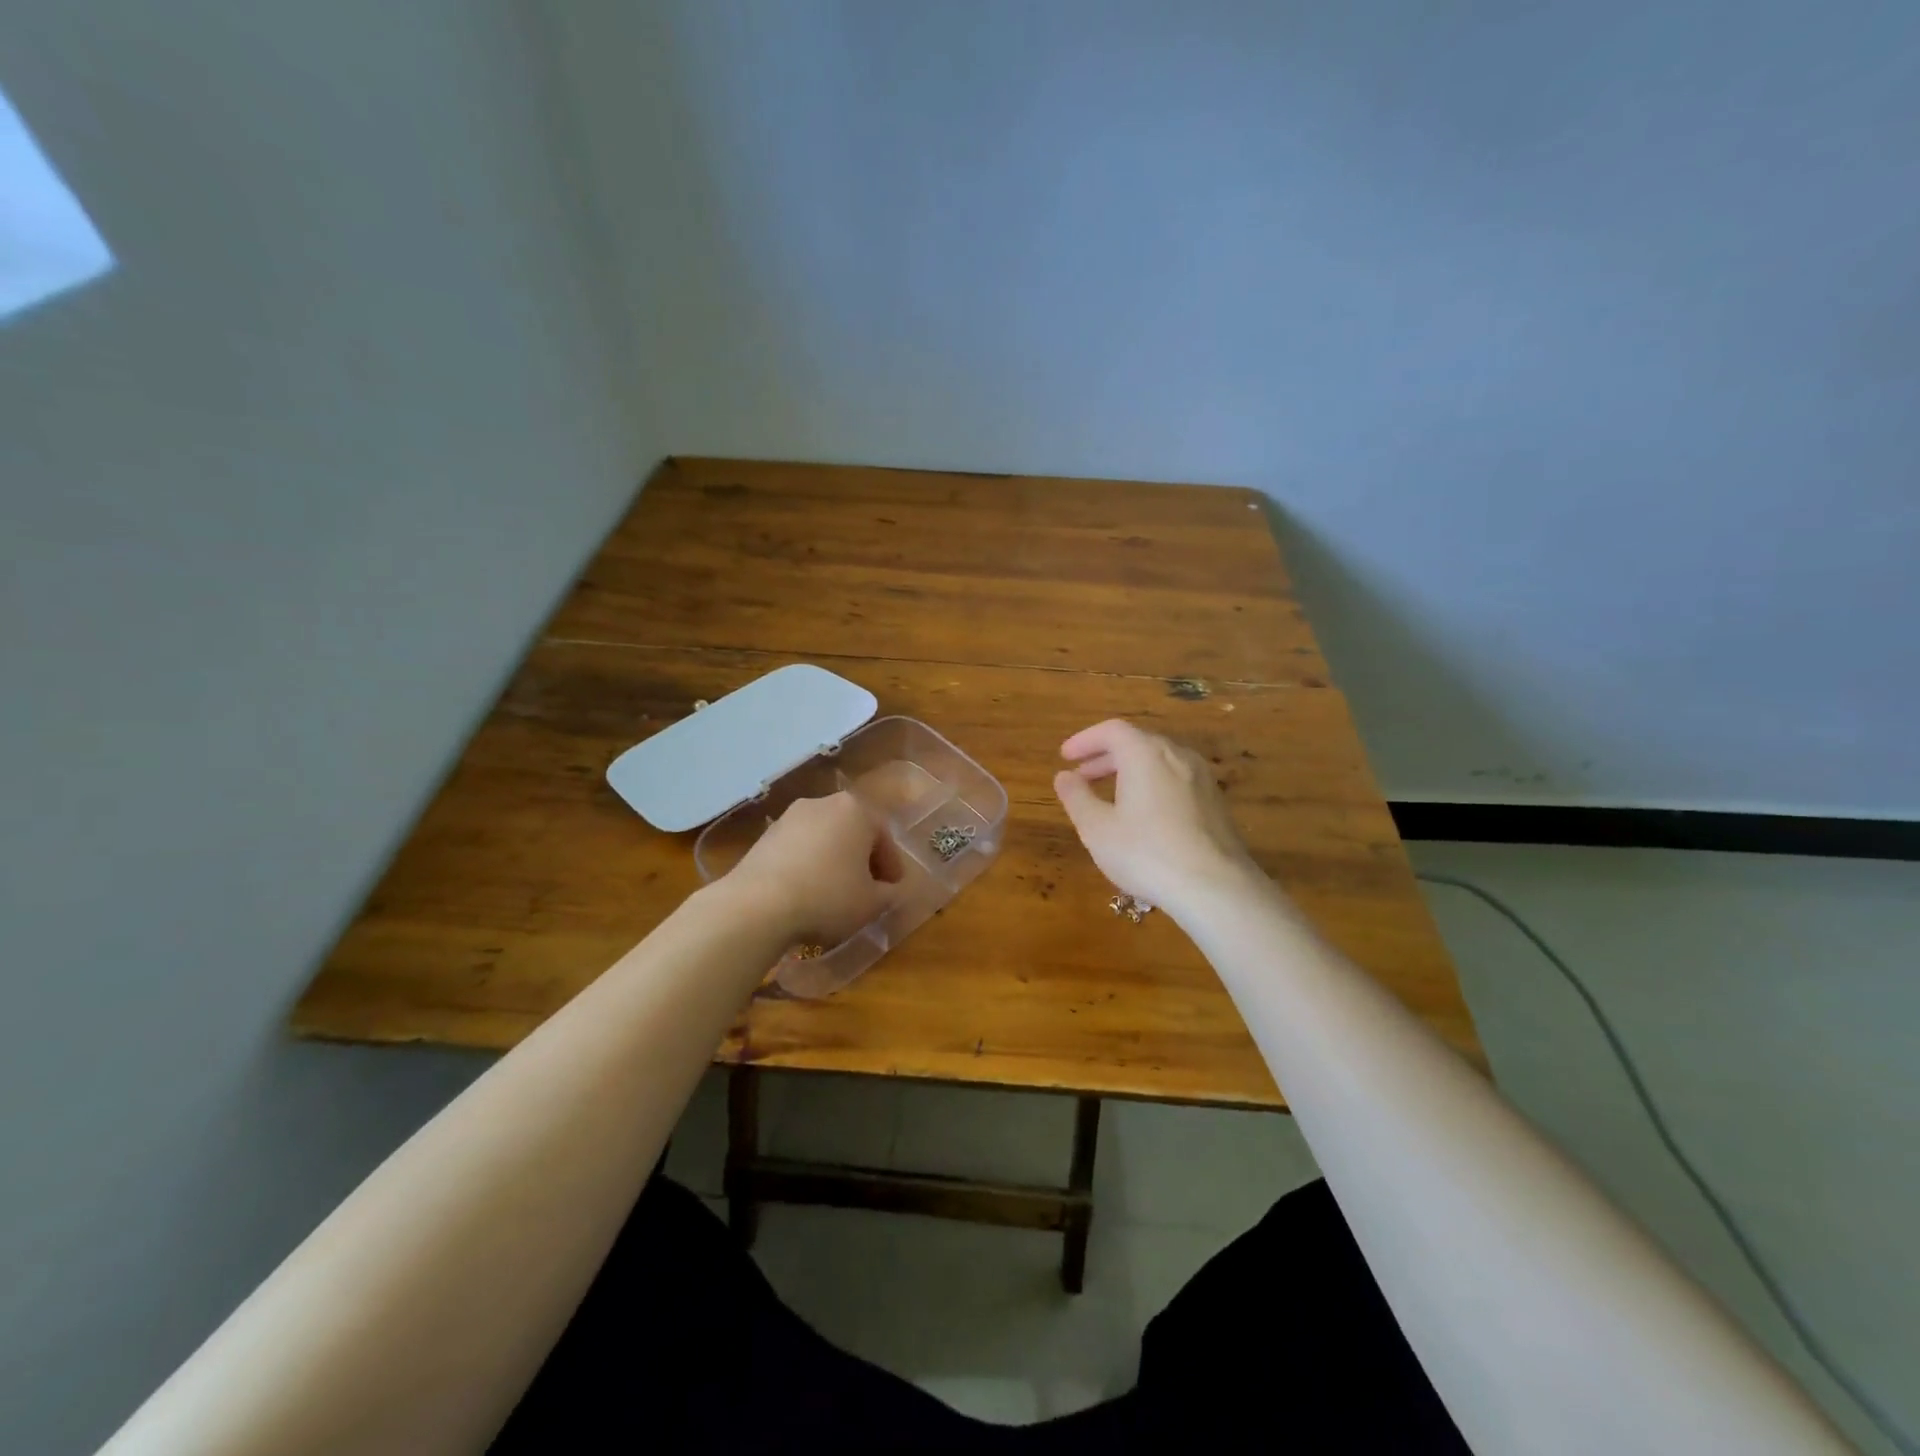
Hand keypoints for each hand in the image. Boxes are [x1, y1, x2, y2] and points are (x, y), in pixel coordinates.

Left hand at [720, 792, 900, 945]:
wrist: (757, 905)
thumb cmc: (828, 897)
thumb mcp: (871, 903)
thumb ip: (889, 894)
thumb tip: (890, 890)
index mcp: (856, 810)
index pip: (884, 836)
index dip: (892, 865)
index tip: (893, 888)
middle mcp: (823, 803)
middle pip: (853, 831)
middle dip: (862, 859)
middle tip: (867, 888)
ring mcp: (790, 816)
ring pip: (824, 838)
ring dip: (833, 860)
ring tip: (834, 893)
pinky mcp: (765, 835)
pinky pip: (798, 848)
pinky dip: (808, 865)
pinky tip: (806, 892)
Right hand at [1053, 719, 1261, 915]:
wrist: (1216, 887)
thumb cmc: (1147, 853)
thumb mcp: (1097, 828)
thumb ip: (1077, 797)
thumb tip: (1064, 776)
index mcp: (1145, 753)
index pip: (1111, 730)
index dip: (1085, 740)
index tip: (1066, 757)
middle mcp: (1177, 755)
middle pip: (1137, 743)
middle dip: (1105, 757)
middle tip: (1082, 776)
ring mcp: (1201, 778)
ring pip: (1159, 762)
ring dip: (1130, 772)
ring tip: (1110, 796)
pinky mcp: (1216, 802)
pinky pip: (1176, 780)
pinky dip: (1152, 786)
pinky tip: (1144, 816)